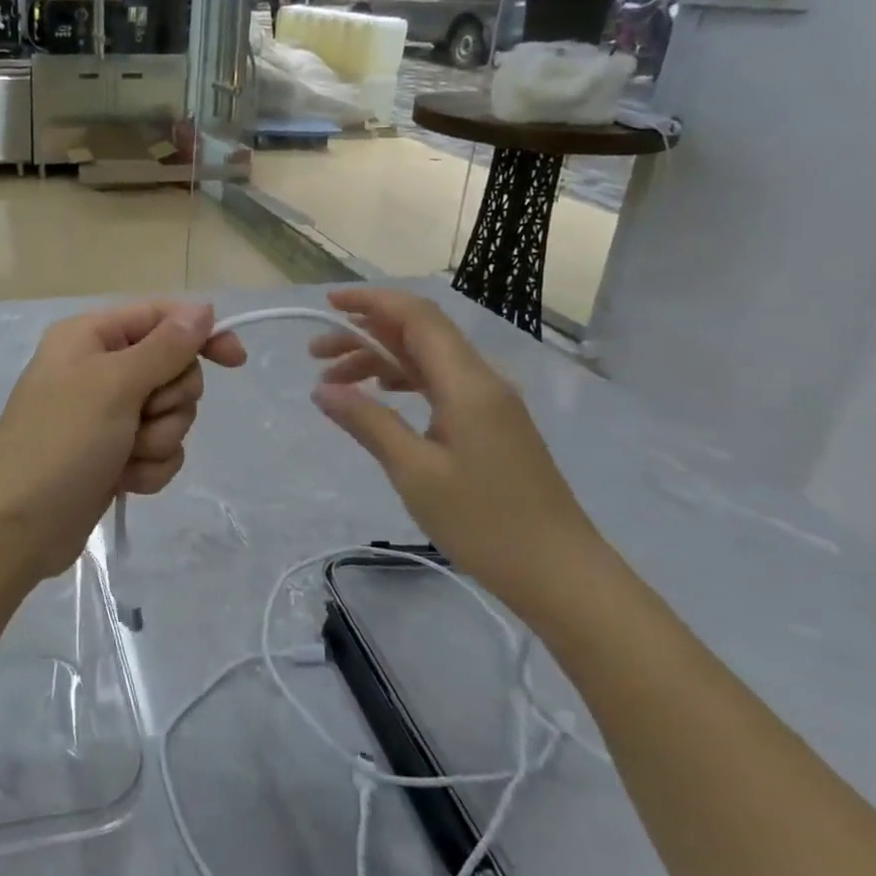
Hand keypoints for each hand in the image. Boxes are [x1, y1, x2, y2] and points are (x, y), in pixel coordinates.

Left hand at [0, 302, 247, 584]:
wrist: (17, 526)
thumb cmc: (61, 442)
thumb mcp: (114, 385)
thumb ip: (165, 346)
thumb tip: (203, 308)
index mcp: (91, 337)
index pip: (161, 318)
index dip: (200, 334)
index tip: (235, 360)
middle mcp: (100, 369)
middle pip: (172, 369)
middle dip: (169, 401)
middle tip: (142, 417)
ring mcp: (107, 415)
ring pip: (171, 415)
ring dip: (158, 440)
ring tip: (125, 456)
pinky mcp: (115, 455)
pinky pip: (159, 450)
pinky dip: (148, 467)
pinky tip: (123, 481)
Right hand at [307, 287, 614, 614]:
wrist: (560, 573)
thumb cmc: (485, 523)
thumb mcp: (415, 472)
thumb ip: (368, 423)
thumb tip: (322, 389)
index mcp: (467, 383)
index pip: (417, 317)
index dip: (371, 302)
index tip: (327, 304)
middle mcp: (481, 380)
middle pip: (419, 334)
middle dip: (364, 334)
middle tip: (315, 356)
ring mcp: (489, 403)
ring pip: (427, 360)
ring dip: (380, 360)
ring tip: (335, 382)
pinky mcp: (490, 425)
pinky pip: (440, 384)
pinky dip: (402, 381)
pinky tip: (379, 397)